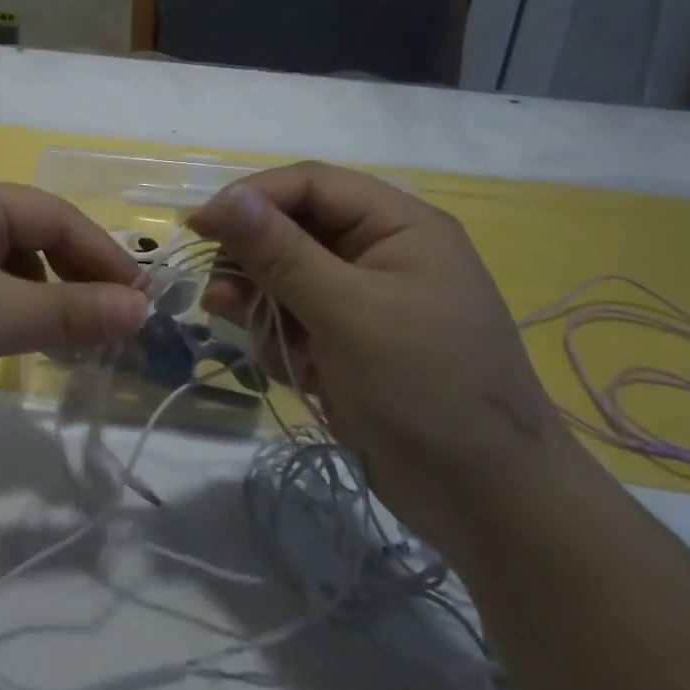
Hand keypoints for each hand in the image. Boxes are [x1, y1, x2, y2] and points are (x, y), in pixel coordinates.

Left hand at [0, 172, 148, 442]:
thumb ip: (73, 311)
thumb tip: (142, 309)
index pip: (56, 216)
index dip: (103, 255)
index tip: (141, 298)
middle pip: (35, 236)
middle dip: (77, 276)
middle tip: (115, 319)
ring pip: (11, 265)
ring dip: (48, 295)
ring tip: (74, 335)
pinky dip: (13, 309)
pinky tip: (23, 340)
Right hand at [188, 162, 578, 547]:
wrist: (489, 505)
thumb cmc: (424, 388)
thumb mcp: (347, 313)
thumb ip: (280, 252)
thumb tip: (226, 198)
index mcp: (398, 225)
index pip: (310, 184)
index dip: (252, 197)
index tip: (200, 227)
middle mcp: (381, 252)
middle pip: (293, 229)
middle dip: (253, 260)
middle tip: (219, 295)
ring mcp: (366, 300)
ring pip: (286, 276)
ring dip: (260, 302)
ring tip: (250, 334)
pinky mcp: (351, 342)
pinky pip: (296, 319)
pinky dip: (281, 338)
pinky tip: (293, 372)